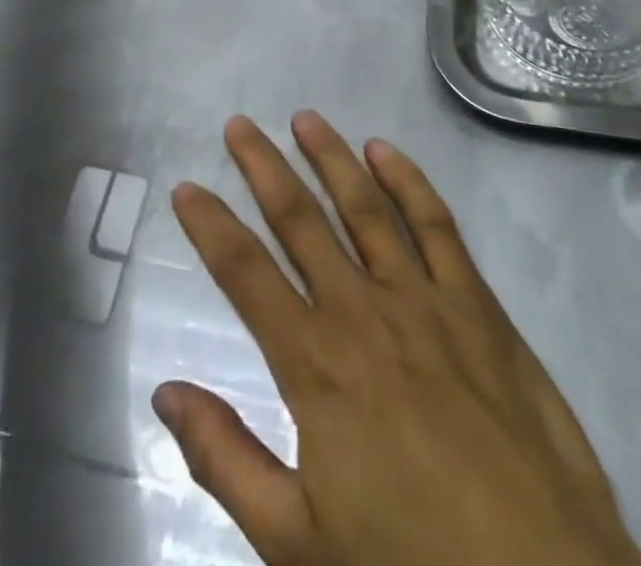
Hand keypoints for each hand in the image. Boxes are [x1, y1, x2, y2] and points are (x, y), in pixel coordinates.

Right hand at [157, 113, 640, 565]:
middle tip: (238, 124)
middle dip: (263, 168)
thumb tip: (165, 392)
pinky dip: (409, 182)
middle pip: (301, 221)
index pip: (246, 274)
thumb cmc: (409, 565)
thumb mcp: (296, 543)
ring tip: (304, 118)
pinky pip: (436, 225)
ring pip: (365, 207)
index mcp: (316, 363)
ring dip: (331, 157)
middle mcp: (362, 310)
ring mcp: (423, 298)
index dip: (211, 227)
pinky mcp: (476, 303)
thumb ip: (226, 460)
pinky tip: (385, 152)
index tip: (186, 188)